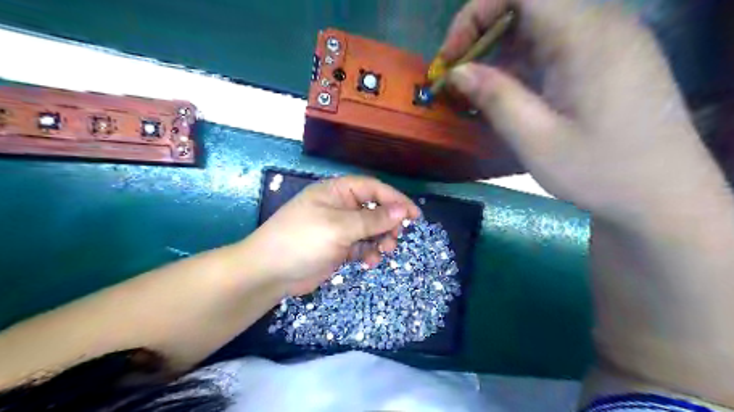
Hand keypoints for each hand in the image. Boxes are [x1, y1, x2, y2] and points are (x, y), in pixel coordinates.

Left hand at [244, 175, 417, 295]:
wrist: (269, 273)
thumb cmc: (302, 240)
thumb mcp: (339, 227)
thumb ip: (372, 219)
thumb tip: (402, 210)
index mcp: (337, 191)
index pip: (373, 188)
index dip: (396, 199)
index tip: (414, 215)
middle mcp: (340, 206)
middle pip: (374, 209)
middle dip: (387, 224)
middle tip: (395, 239)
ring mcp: (339, 228)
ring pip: (370, 230)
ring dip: (380, 240)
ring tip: (384, 252)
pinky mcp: (338, 247)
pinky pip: (361, 246)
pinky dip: (368, 253)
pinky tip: (368, 262)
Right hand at [439, 1, 723, 225]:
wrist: (662, 197)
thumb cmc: (600, 171)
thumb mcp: (536, 139)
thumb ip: (495, 97)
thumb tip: (456, 72)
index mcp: (586, 35)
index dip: (475, 14)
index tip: (451, 57)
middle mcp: (600, 25)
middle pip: (527, 6)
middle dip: (481, 36)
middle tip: (456, 79)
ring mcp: (607, 42)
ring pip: (538, 28)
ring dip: (499, 54)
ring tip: (476, 93)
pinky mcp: (606, 62)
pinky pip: (553, 48)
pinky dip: (521, 66)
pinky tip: (508, 96)